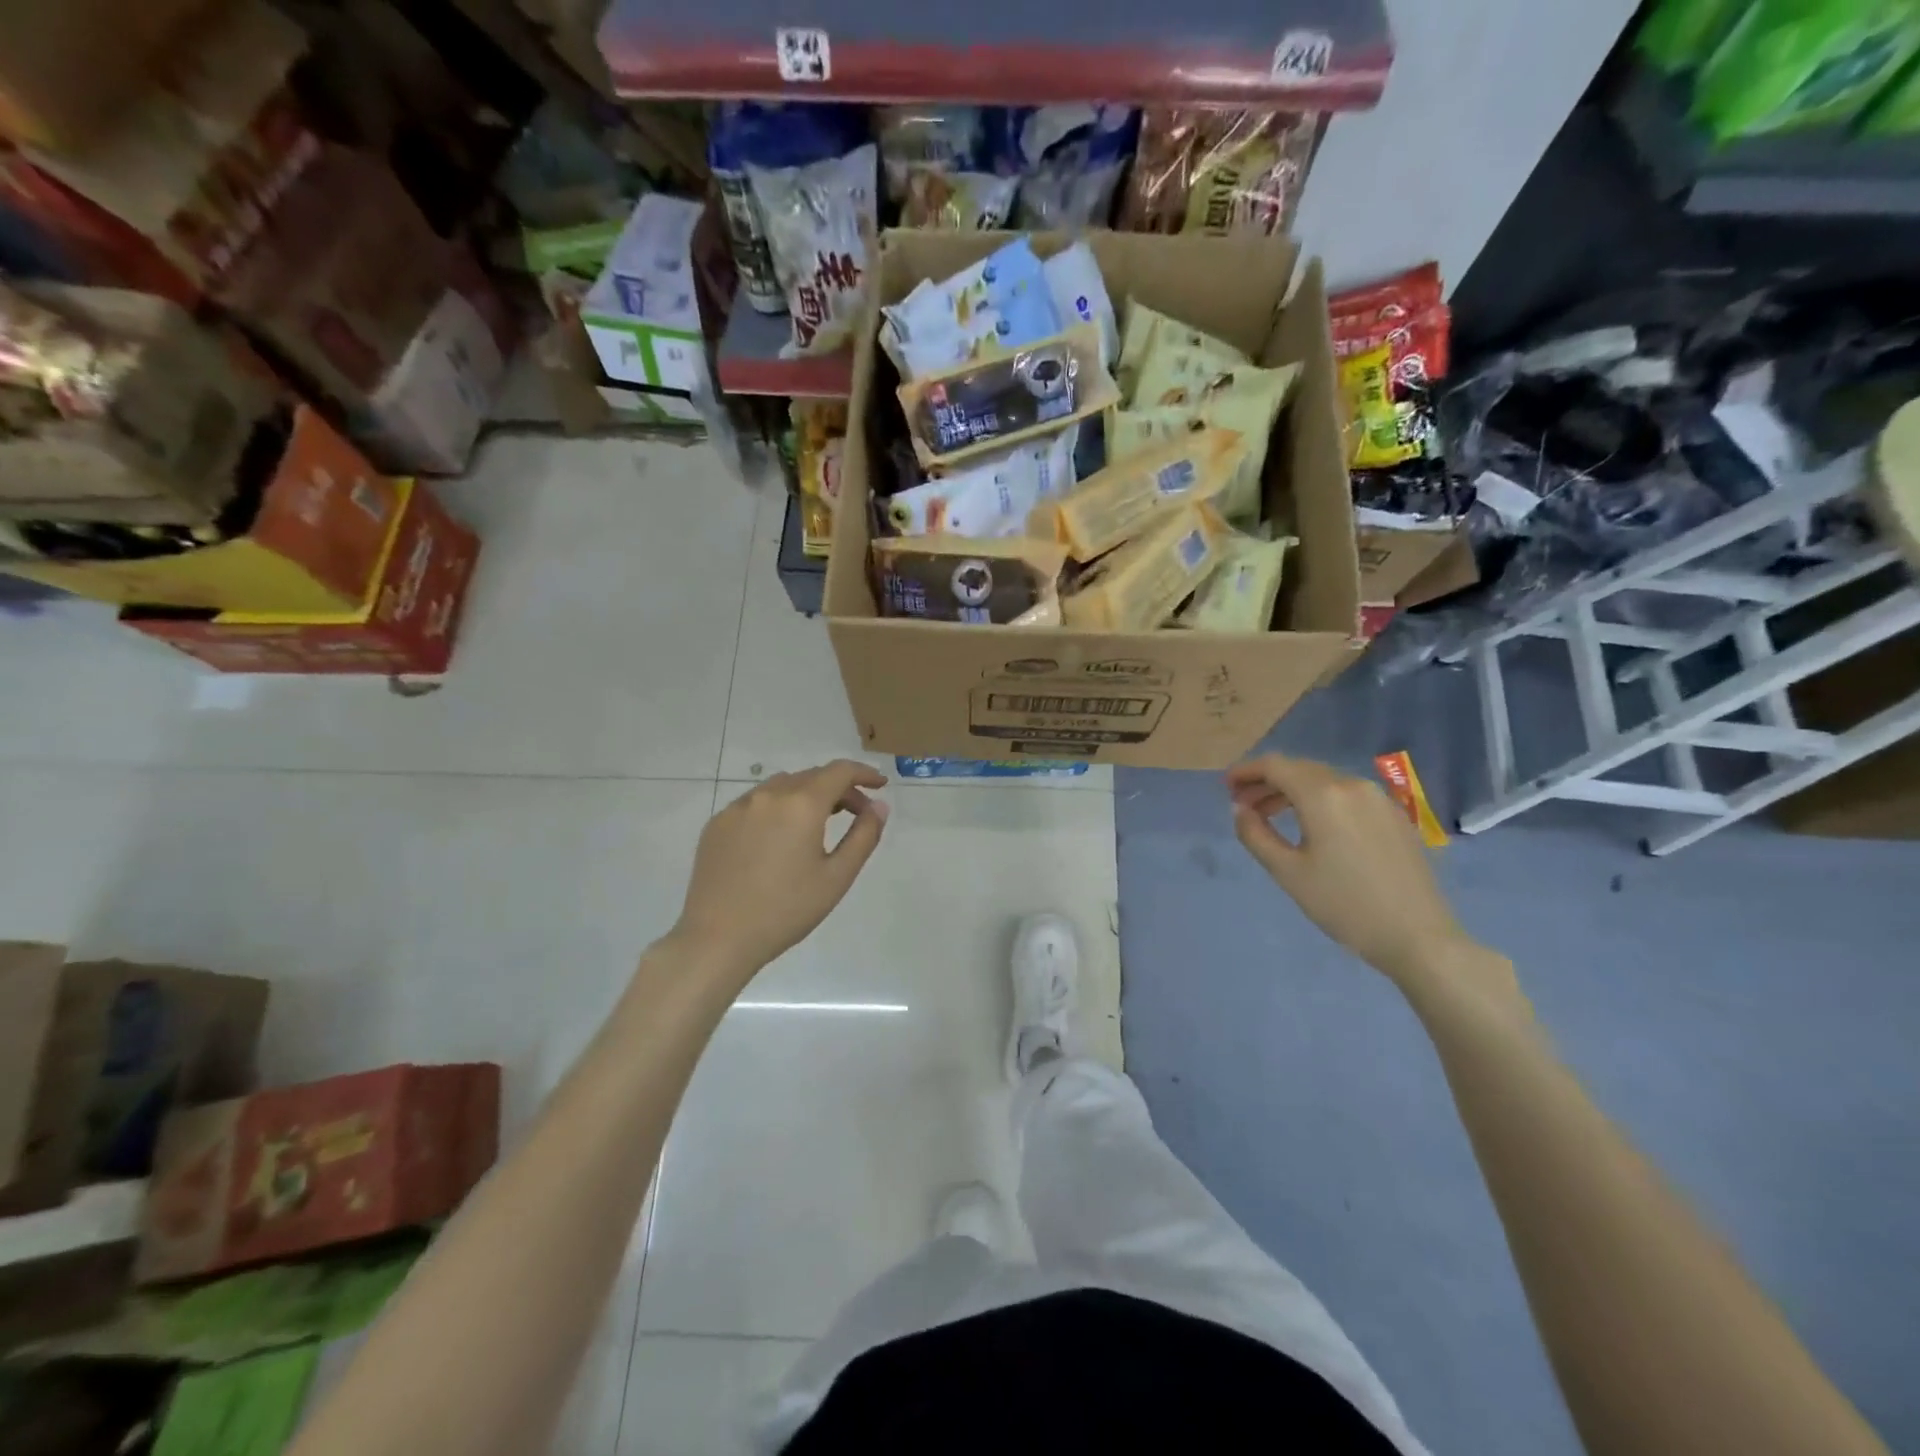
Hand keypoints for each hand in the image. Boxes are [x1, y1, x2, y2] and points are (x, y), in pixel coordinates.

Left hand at [672, 761, 889, 979]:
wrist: (718, 938)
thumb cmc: (786, 910)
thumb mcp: (837, 877)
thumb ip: (864, 836)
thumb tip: (879, 806)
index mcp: (801, 804)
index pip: (840, 771)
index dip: (863, 773)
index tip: (880, 785)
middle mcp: (768, 795)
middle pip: (812, 777)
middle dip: (839, 789)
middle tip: (856, 813)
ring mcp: (738, 807)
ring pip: (782, 786)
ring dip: (807, 795)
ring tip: (818, 823)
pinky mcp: (717, 824)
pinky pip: (755, 804)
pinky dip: (777, 809)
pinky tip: (779, 839)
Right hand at [1228, 754, 1473, 987]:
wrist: (1418, 937)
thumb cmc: (1344, 905)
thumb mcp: (1287, 872)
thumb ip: (1255, 834)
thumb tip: (1240, 810)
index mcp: (1323, 795)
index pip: (1275, 766)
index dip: (1246, 771)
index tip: (1226, 786)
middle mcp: (1352, 785)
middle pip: (1300, 769)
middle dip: (1267, 781)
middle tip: (1243, 803)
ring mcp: (1378, 799)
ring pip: (1324, 781)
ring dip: (1292, 791)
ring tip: (1270, 815)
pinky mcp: (1394, 816)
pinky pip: (1347, 795)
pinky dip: (1320, 800)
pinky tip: (1312, 825)